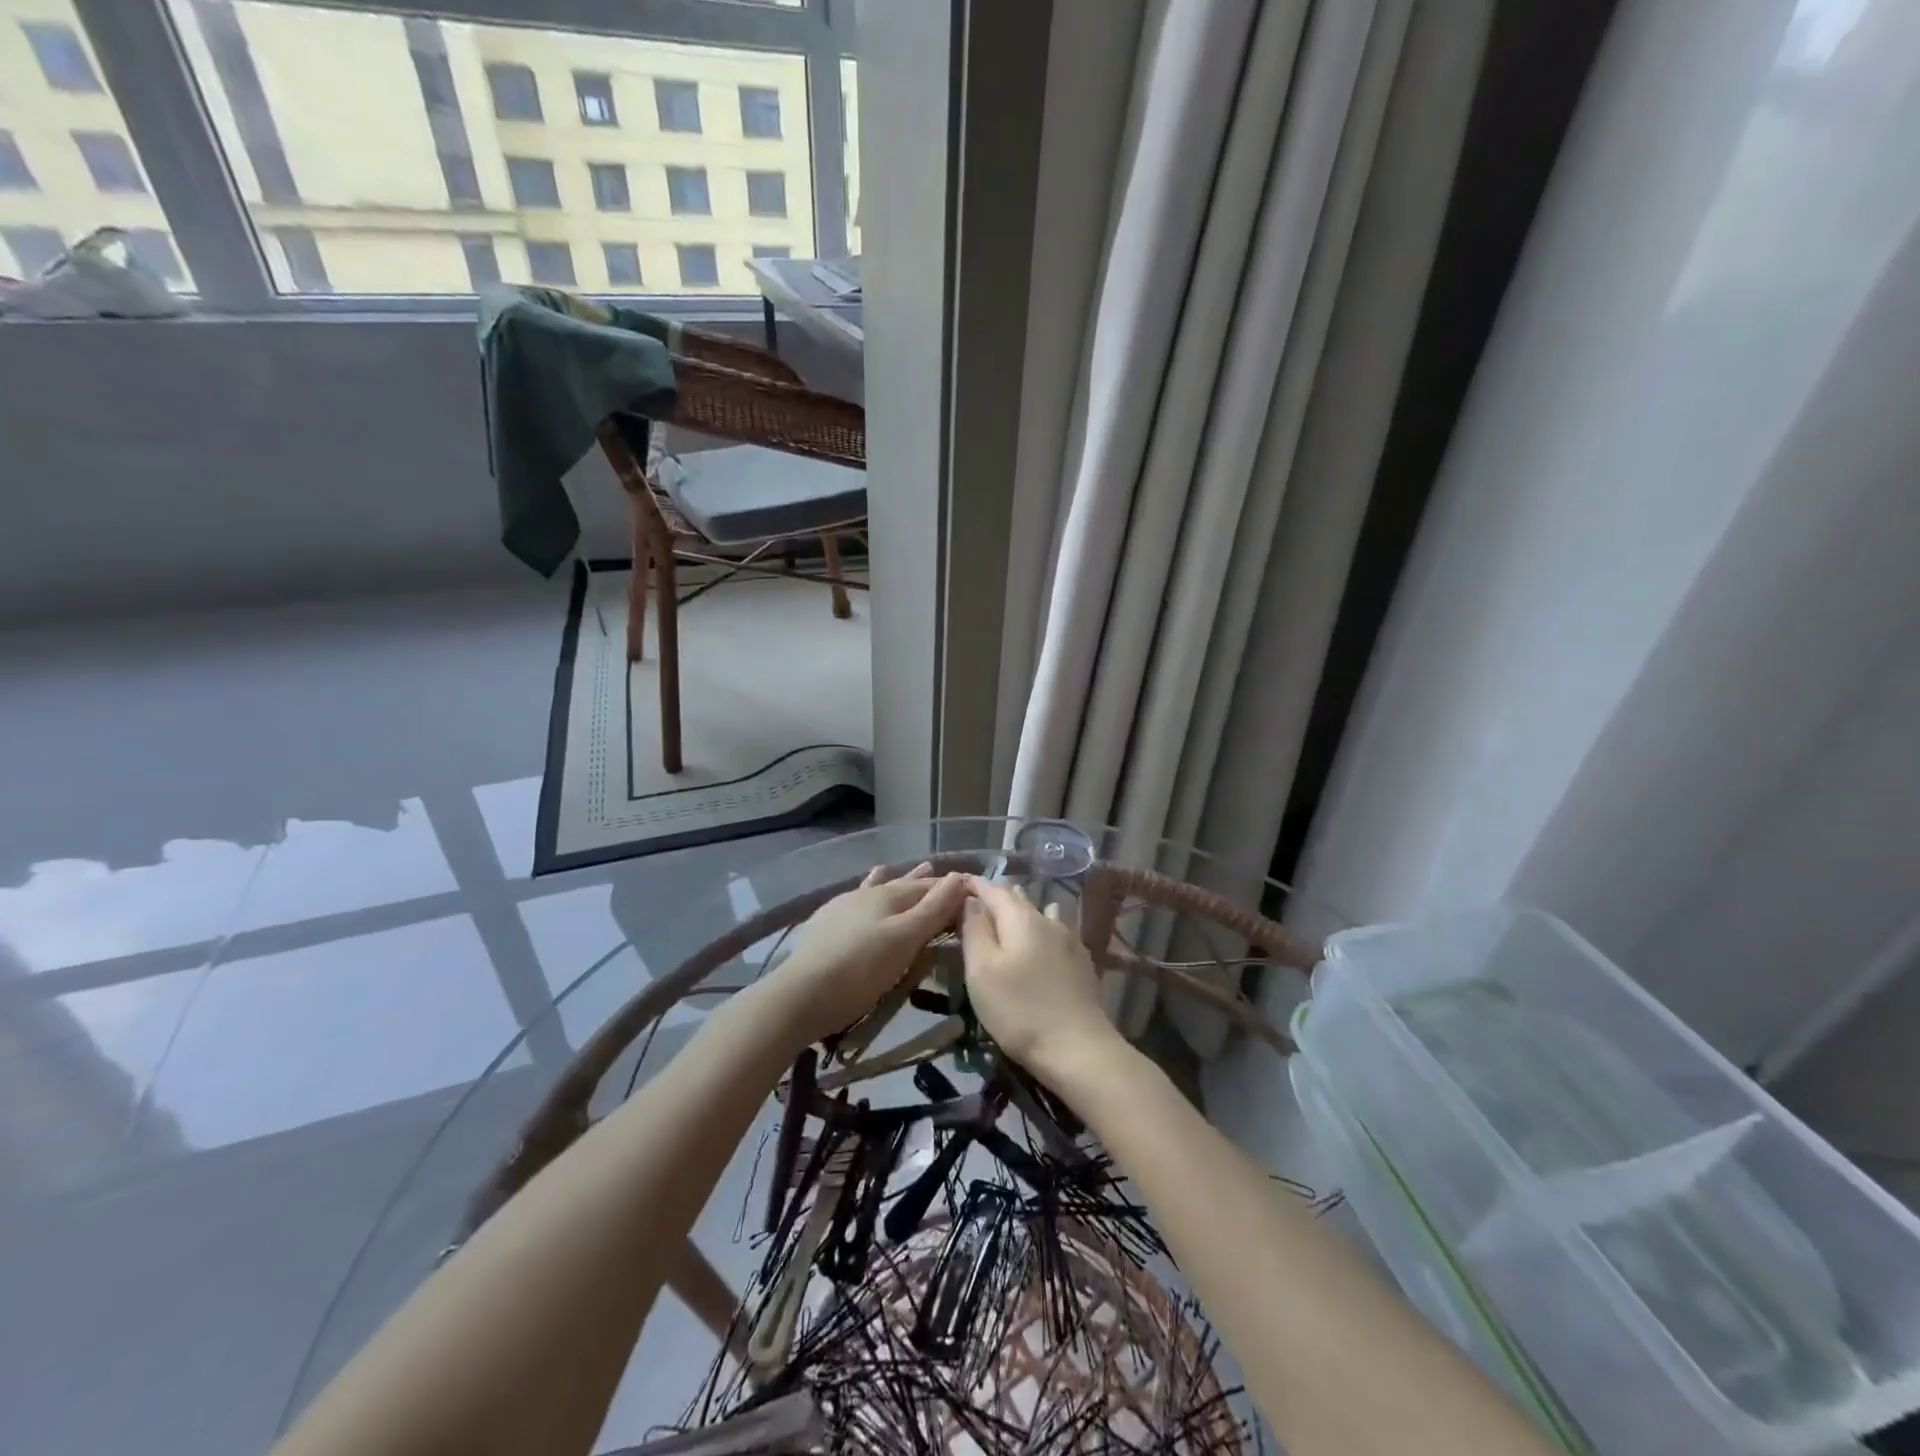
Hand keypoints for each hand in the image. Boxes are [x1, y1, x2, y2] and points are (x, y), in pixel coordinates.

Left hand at [759, 863, 967, 1047]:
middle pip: (903, 884)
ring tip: (908, 870)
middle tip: (940, 872)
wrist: (800, 995)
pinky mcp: (825, 924)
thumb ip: (933, 909)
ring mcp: (843, 907)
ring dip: (896, 881)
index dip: (951, 888)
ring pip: (877, 888)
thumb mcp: (905, 940)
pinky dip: (869, 892)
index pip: (930, 887)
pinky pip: (857, 901)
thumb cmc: (861, 969)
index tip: (970, 888)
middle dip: (924, 881)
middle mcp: (867, 894)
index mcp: (889, 895)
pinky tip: (862, 893)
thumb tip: (959, 876)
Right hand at [961, 877, 1125, 1087]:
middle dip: (996, 896)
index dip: (974, 885)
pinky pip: (1057, 931)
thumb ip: (974, 930)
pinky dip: (1041, 928)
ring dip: (1021, 911)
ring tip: (1007, 915)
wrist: (1078, 1048)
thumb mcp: (982, 970)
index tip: (956, 884)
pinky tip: (1044, 936)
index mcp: (1020, 918)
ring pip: (1040, 913)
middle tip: (975, 902)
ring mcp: (1069, 940)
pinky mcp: (1081, 962)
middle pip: (1018, 899)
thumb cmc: (1019, 1009)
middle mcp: (1047, 920)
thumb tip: (971, 900)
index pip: (993, 890)